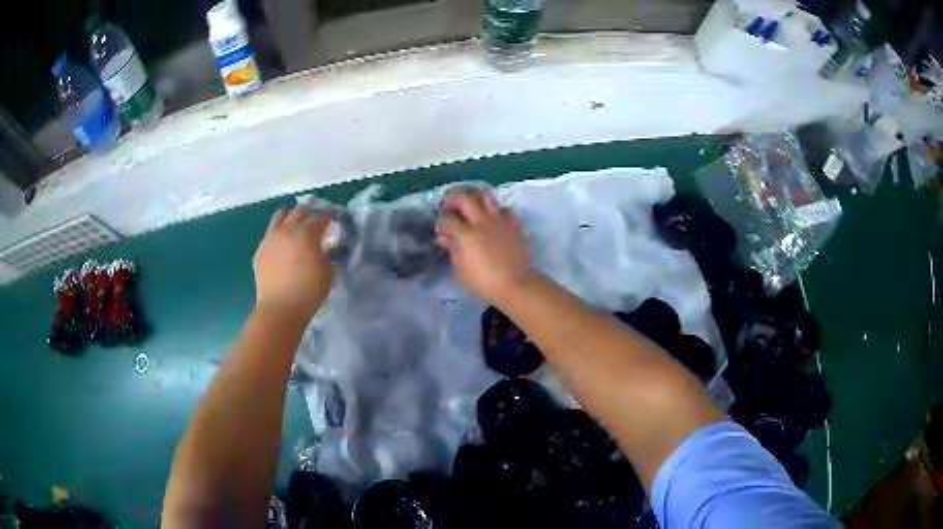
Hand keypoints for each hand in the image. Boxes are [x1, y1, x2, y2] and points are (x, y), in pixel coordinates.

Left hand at [253, 204, 333, 321]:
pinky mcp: (260, 250)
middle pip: (299, 210)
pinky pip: (270, 233)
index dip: (329, 216)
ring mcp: (271, 238)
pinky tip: (282, 244)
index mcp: (307, 233)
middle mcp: (287, 229)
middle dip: (310, 211)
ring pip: (280, 215)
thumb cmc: (309, 291)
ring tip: (295, 223)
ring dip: (290, 215)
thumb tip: (325, 247)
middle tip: (316, 218)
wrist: (280, 308)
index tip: (333, 219)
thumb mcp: (329, 272)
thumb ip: (328, 254)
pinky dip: (279, 233)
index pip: (321, 216)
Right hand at [436, 189, 533, 300]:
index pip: (448, 220)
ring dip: (475, 196)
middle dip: (452, 200)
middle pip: (464, 198)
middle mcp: (482, 222)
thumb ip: (453, 250)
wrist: (515, 284)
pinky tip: (492, 218)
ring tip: (470, 204)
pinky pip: (505, 209)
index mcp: (467, 234)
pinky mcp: (513, 224)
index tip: (439, 230)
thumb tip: (444, 238)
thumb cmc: (484, 282)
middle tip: (449, 207)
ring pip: (486, 196)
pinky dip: (496, 211)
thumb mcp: (462, 269)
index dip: (440, 223)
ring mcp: (500, 221)